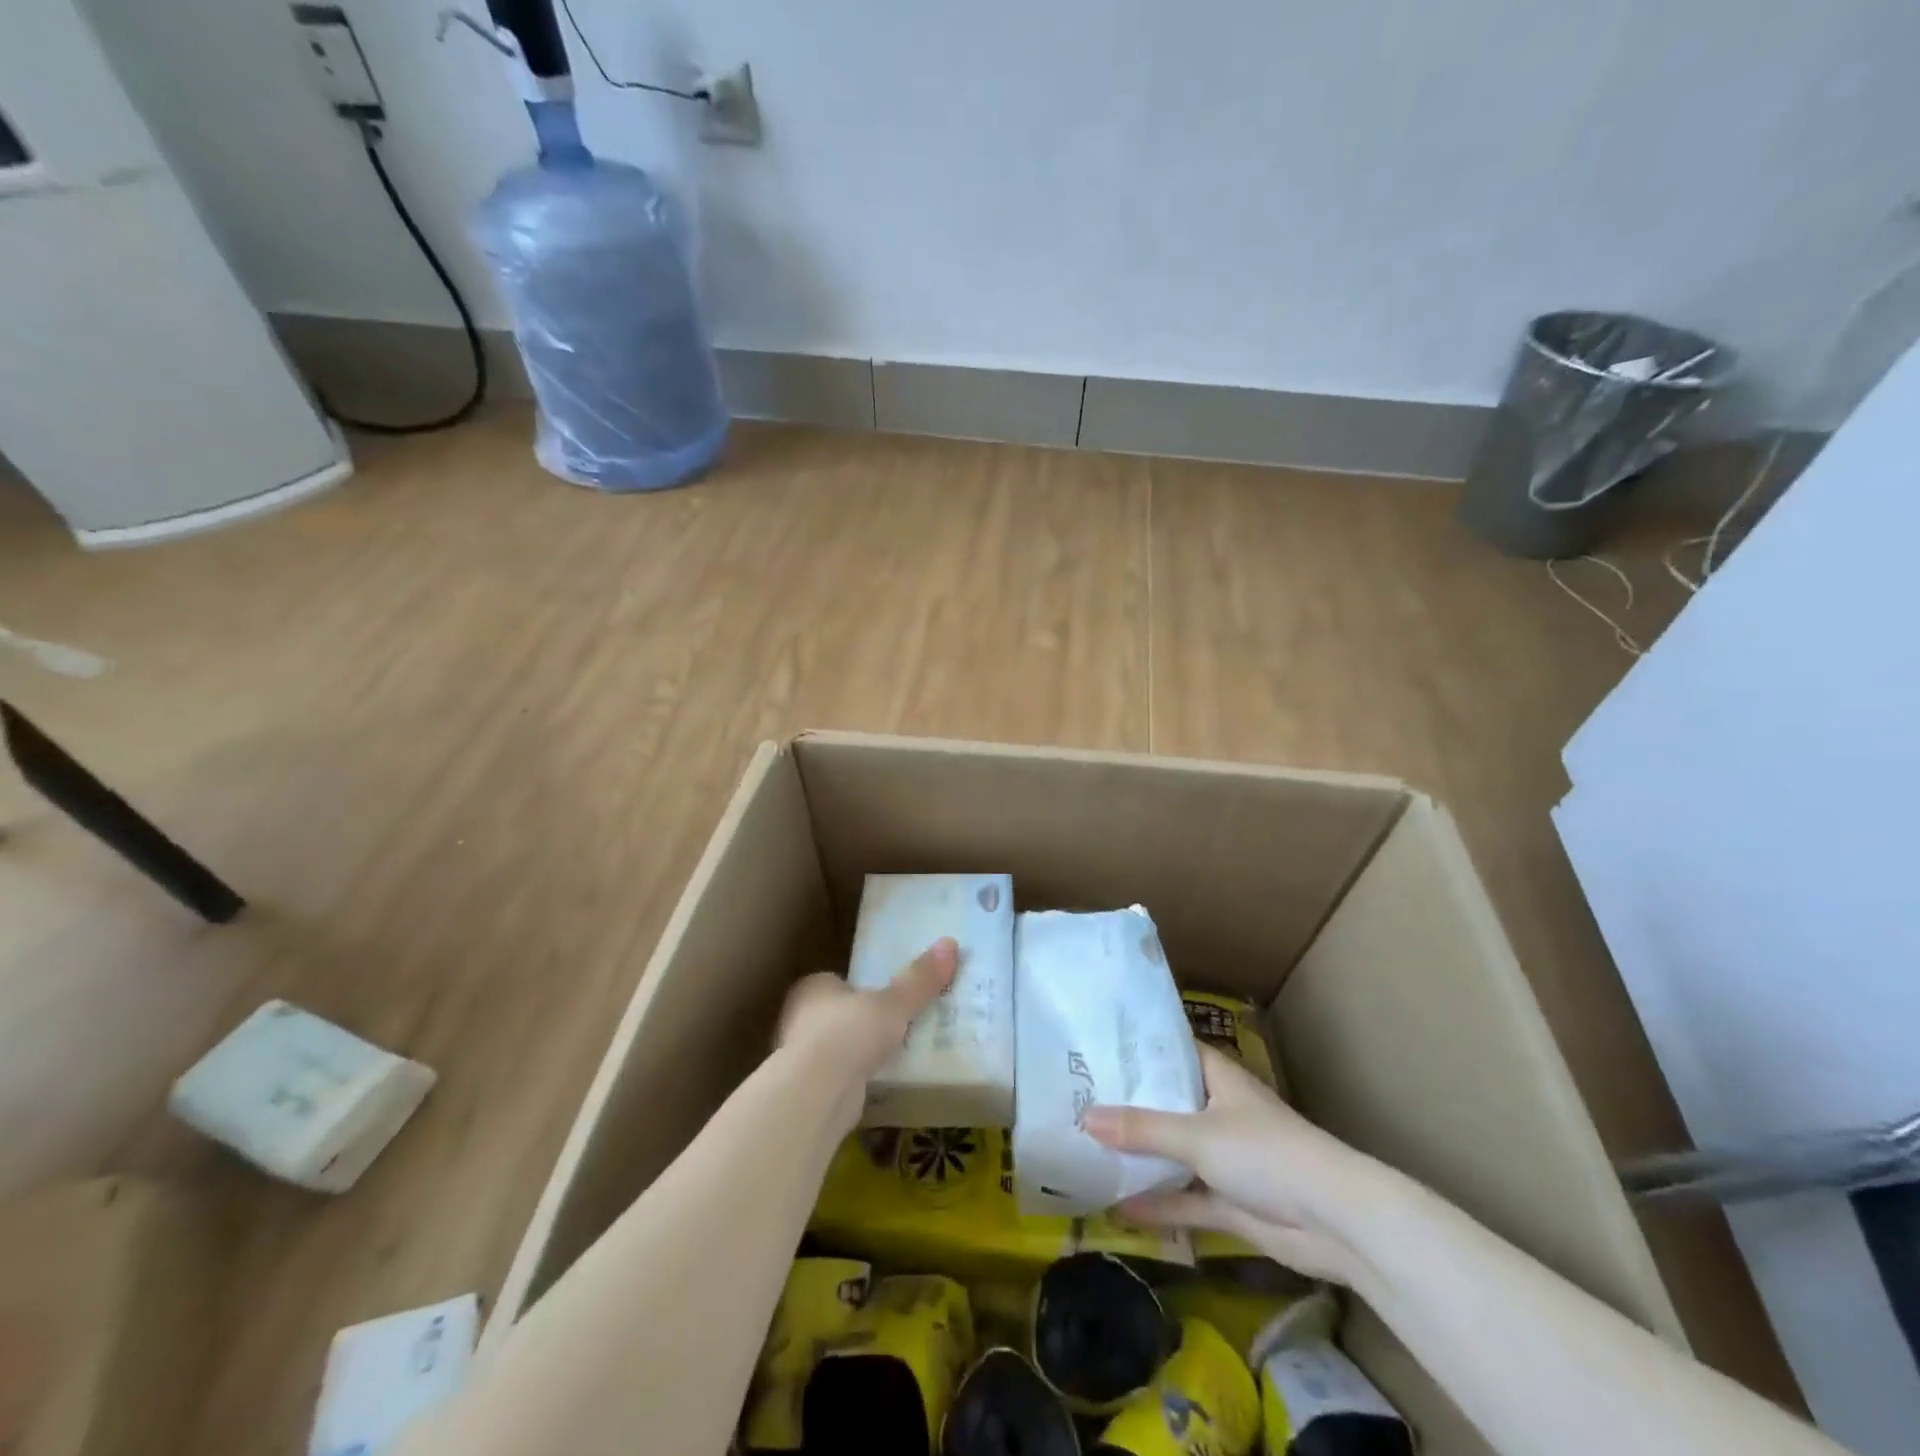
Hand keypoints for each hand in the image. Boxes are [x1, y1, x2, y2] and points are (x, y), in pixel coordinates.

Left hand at [778, 937, 958, 1125]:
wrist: (816, 1094)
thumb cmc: (849, 1034)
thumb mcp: (893, 1004)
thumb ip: (919, 980)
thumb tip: (950, 943)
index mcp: (812, 987)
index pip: (837, 981)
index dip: (861, 988)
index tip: (888, 997)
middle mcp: (798, 1018)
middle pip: (837, 1014)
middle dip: (862, 1020)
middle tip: (897, 1024)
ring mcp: (800, 1056)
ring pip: (836, 1047)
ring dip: (859, 1051)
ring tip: (895, 1054)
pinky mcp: (808, 1089)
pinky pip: (839, 1076)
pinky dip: (856, 1078)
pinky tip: (879, 1082)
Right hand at [1082, 1043, 1386, 1285]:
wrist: (1336, 1222)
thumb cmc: (1265, 1153)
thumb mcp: (1196, 1136)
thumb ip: (1142, 1130)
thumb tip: (1085, 1119)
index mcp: (1218, 1078)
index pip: (1173, 1051)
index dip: (1139, 1050)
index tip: (1097, 1048)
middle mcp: (1220, 1112)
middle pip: (1169, 1104)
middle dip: (1131, 1106)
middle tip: (1080, 1099)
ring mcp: (1228, 1159)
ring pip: (1176, 1154)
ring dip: (1143, 1158)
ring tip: (1091, 1150)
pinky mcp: (1233, 1202)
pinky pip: (1188, 1199)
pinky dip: (1160, 1204)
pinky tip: (1121, 1208)